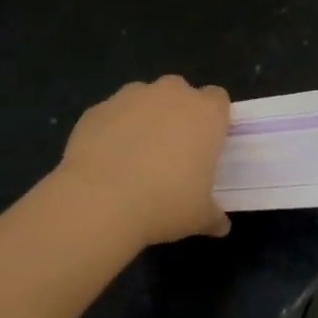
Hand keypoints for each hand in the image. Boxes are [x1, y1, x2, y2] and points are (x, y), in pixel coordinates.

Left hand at [56, 76, 232, 247]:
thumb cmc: (165, 204)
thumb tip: (220, 226)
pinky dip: (113, 130)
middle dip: (177, 113)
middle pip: (180, 91)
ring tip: (137, 156)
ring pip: (143, 99)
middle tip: (173, 150)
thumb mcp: (199, 217)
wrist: (100, 200)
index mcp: (205, 114)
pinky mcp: (96, 109)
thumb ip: (214, 216)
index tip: (208, 143)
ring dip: (144, 118)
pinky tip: (107, 161)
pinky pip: (112, 115)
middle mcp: (170, 94)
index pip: (218, 99)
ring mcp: (129, 97)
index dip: (214, 119)